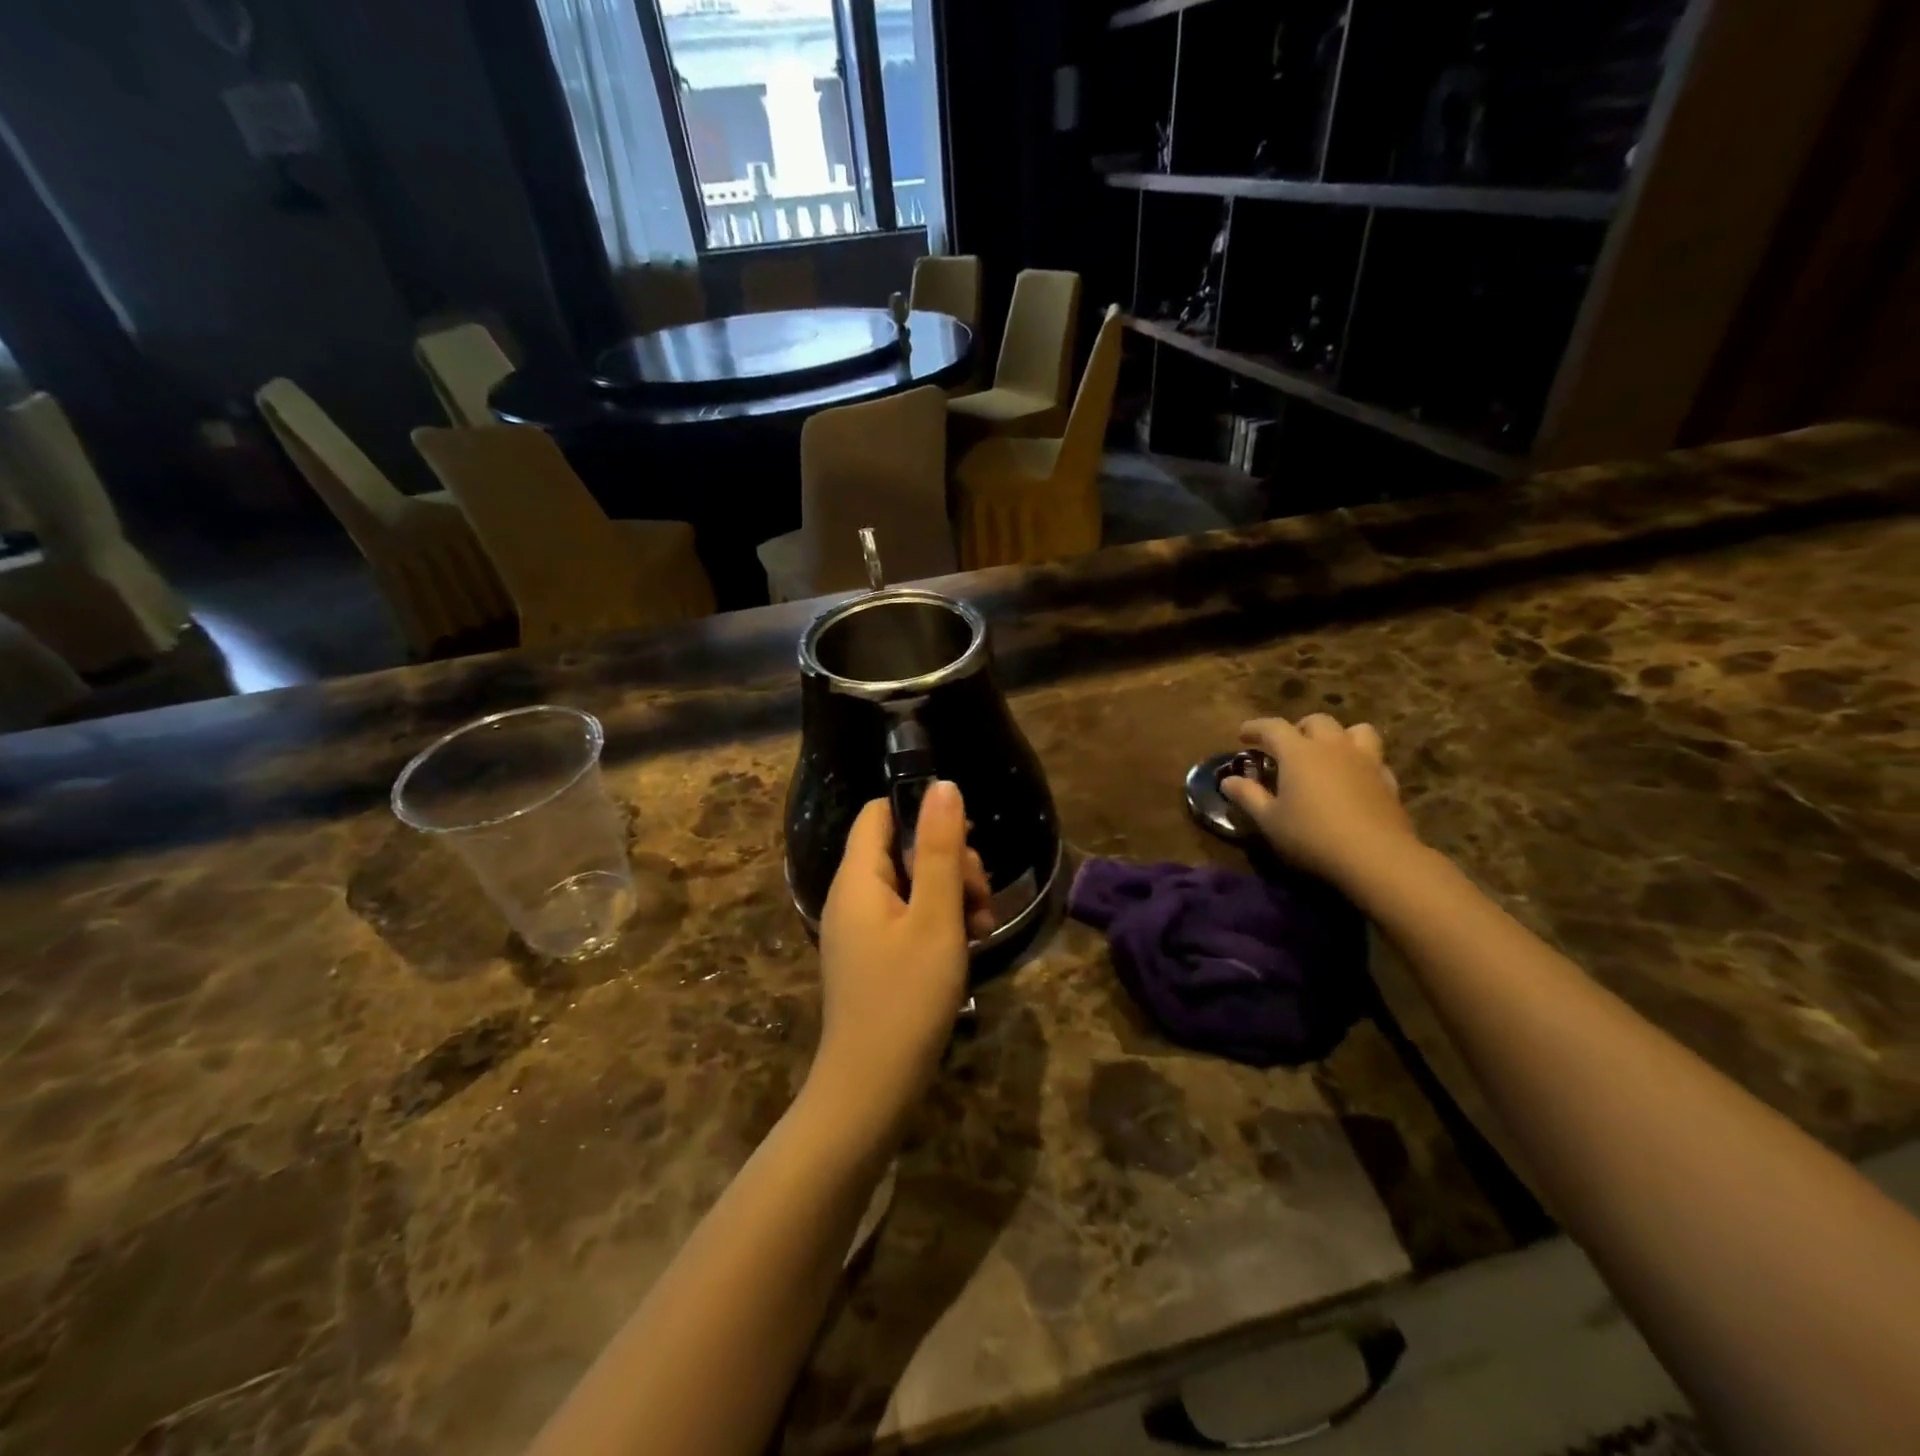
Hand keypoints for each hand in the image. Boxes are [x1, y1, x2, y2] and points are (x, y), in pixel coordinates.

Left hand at [811, 782, 992, 1143]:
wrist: (871, 1089)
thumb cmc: (906, 997)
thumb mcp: (934, 917)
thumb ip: (938, 849)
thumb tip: (943, 786)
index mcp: (857, 878)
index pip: (880, 814)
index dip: (922, 814)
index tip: (964, 840)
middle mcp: (852, 897)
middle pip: (899, 849)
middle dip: (947, 861)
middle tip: (980, 895)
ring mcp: (860, 930)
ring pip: (909, 886)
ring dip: (950, 894)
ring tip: (982, 926)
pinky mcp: (872, 957)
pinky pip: (906, 918)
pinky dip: (938, 922)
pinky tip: (967, 945)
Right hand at [1222, 715, 1422, 891]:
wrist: (1376, 857)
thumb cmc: (1312, 836)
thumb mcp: (1269, 820)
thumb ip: (1248, 796)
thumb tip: (1228, 781)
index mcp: (1299, 752)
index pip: (1273, 727)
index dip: (1255, 728)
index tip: (1242, 736)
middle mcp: (1333, 747)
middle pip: (1316, 721)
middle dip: (1298, 728)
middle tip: (1287, 747)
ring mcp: (1365, 761)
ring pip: (1356, 730)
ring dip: (1339, 736)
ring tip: (1328, 754)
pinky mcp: (1388, 781)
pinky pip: (1374, 759)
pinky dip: (1361, 762)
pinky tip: (1354, 779)